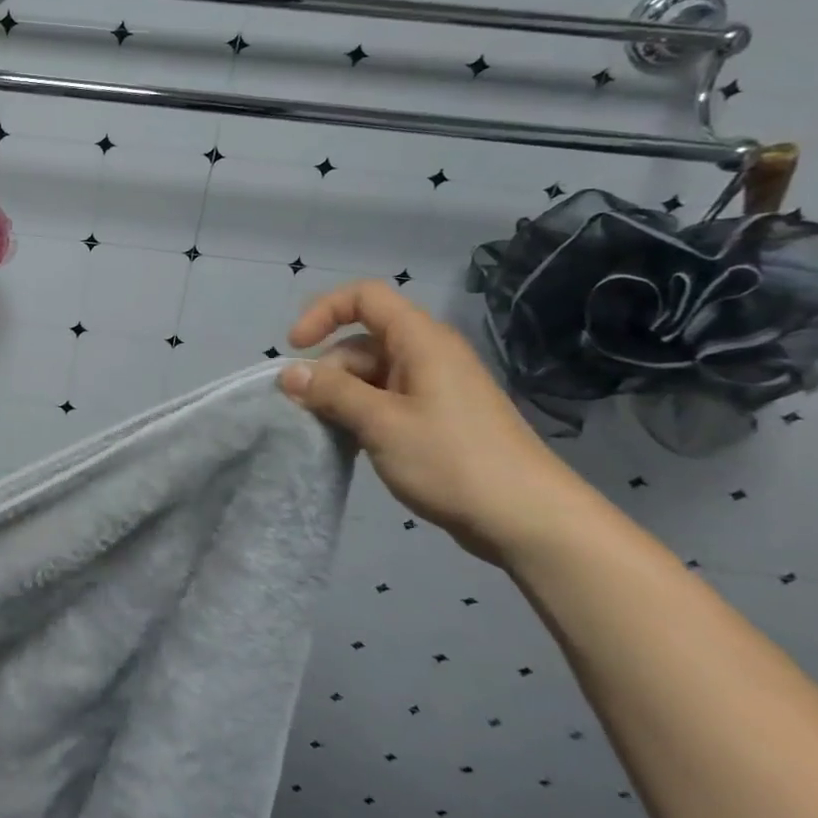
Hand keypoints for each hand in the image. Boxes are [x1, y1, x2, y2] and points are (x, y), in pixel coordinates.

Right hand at [280, 279, 594, 565]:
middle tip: (310, 411)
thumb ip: (332, 392)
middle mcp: (428, 355)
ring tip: (329, 432)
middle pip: (362, 341)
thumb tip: (289, 373)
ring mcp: (435, 388)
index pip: (364, 297)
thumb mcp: (381, 423)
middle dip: (328, 370)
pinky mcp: (438, 418)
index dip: (323, 312)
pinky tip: (352, 443)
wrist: (529, 520)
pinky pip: (387, 400)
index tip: (295, 348)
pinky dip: (362, 413)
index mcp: (421, 341)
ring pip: (371, 375)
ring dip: (342, 396)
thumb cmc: (452, 460)